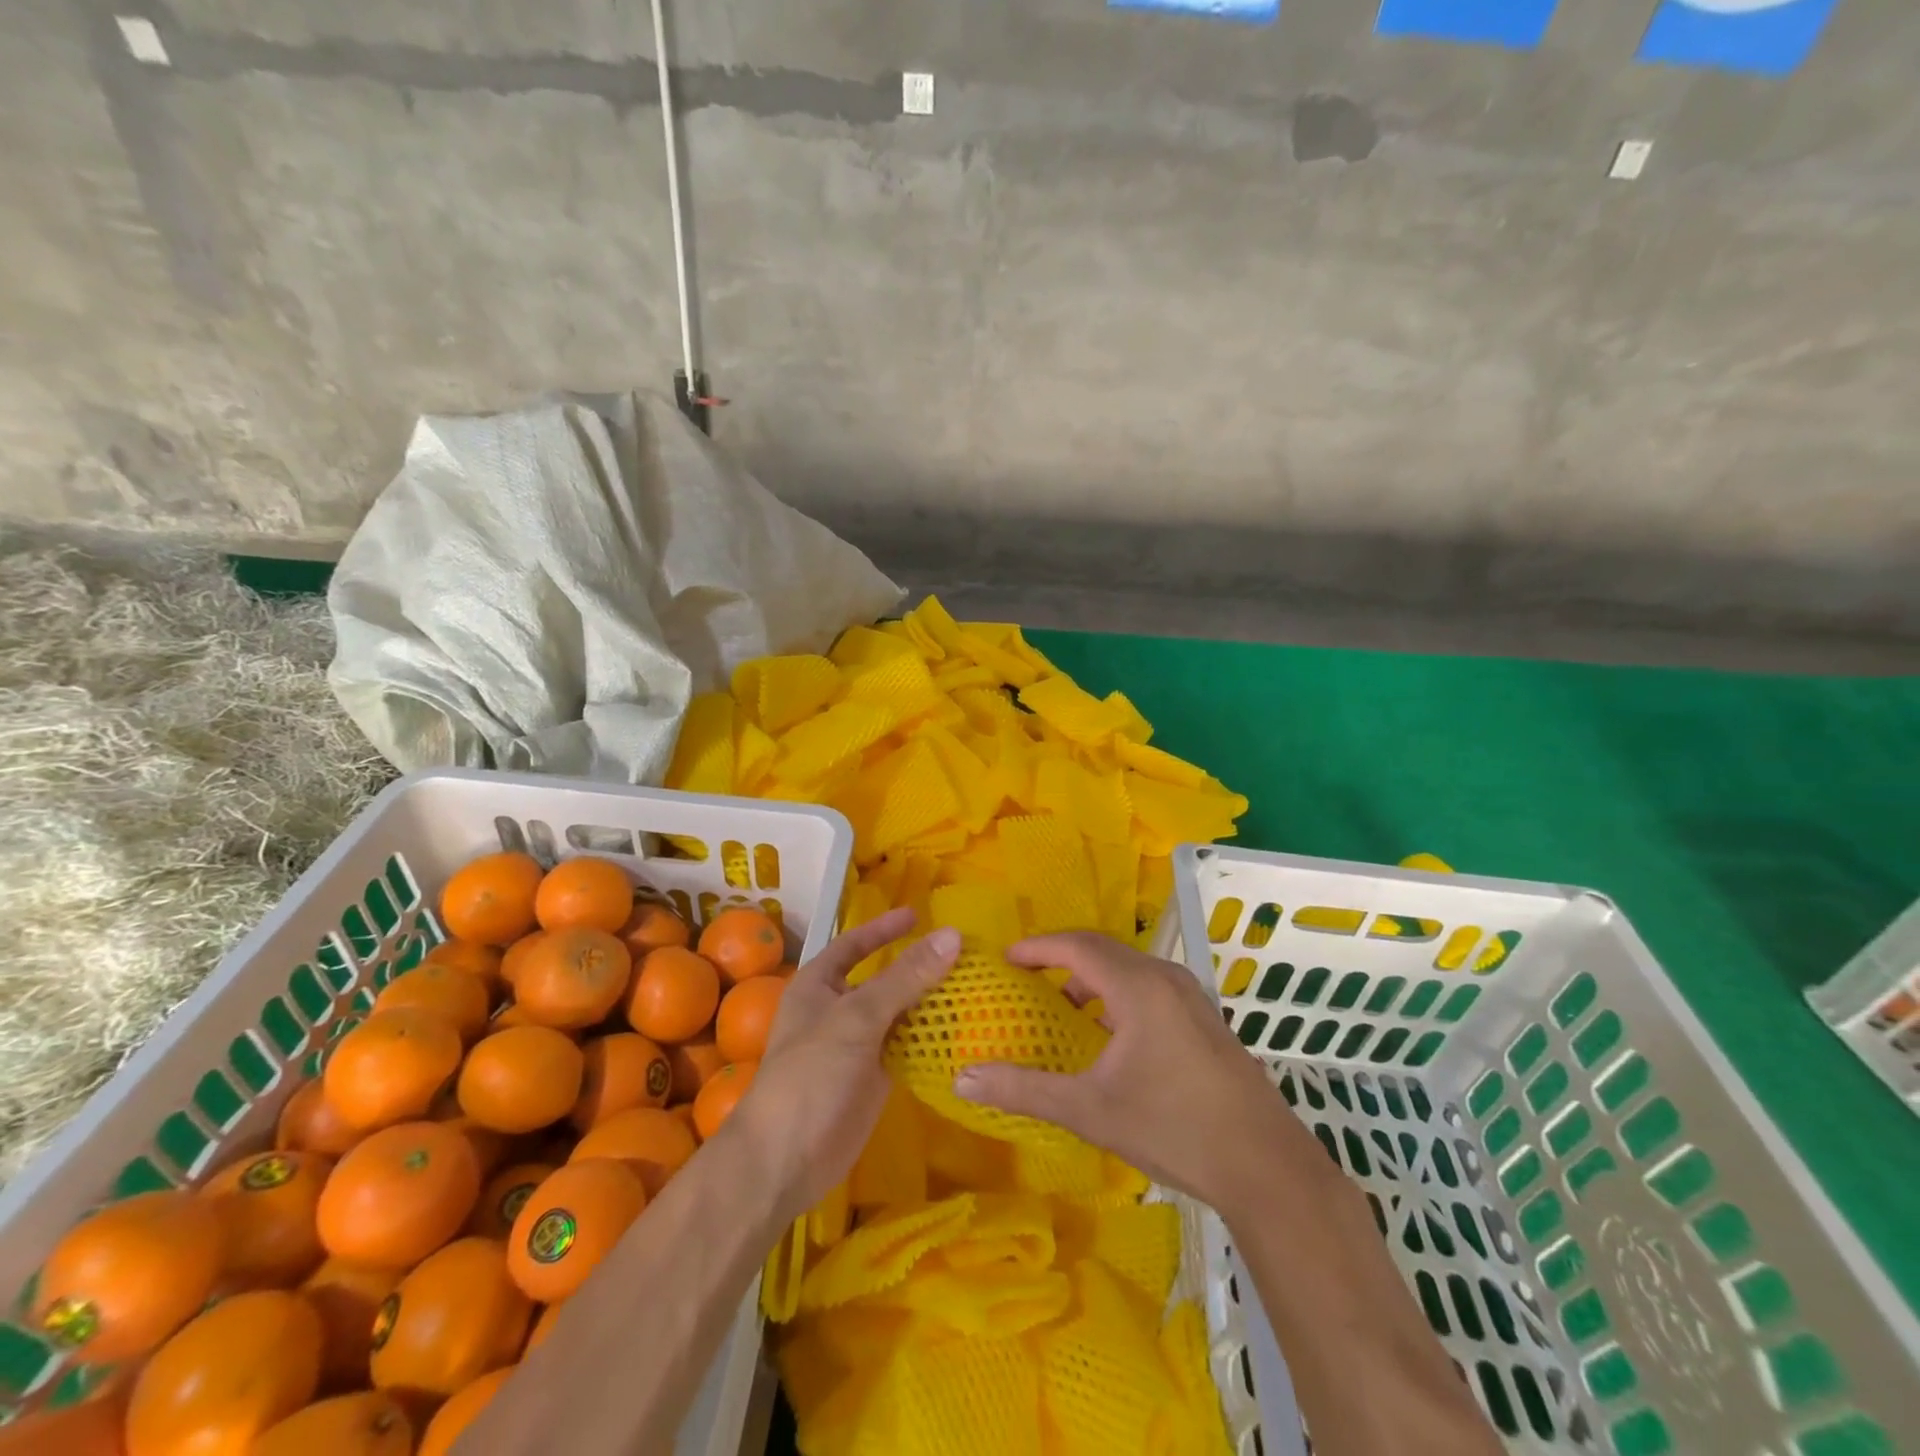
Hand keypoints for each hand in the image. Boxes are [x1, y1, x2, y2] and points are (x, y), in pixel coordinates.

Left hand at [732, 908, 958, 1222]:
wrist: (786, 1160)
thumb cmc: (811, 1075)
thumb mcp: (858, 1017)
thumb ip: (905, 977)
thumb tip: (952, 935)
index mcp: (820, 984)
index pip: (854, 944)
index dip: (883, 929)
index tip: (919, 915)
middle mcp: (838, 1010)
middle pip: (883, 978)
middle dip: (918, 967)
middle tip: (962, 954)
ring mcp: (857, 1046)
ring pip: (899, 1014)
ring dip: (930, 1002)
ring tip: (973, 986)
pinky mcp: (874, 1078)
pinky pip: (907, 1047)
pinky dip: (931, 1038)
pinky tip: (963, 1030)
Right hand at [953, 931, 1323, 1212]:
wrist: (1266, 1167)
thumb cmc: (1173, 1128)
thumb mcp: (1090, 1110)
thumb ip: (1025, 1089)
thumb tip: (963, 1080)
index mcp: (1138, 986)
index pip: (1077, 946)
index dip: (1038, 947)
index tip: (1006, 958)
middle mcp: (1166, 978)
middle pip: (1104, 950)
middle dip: (1062, 957)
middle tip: (1027, 976)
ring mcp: (1192, 998)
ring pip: (1130, 969)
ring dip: (1092, 978)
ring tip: (1064, 1008)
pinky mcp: (1205, 1020)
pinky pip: (1150, 987)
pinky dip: (1118, 994)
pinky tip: (1111, 1036)